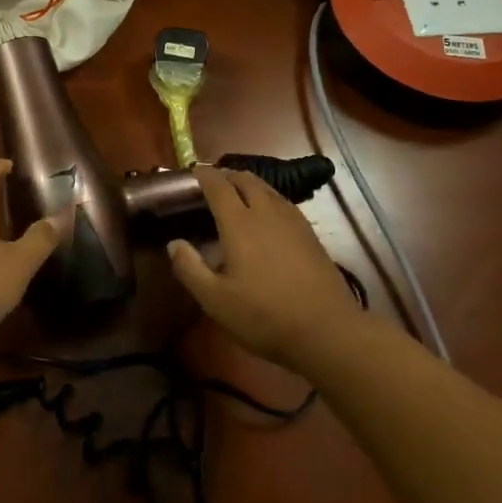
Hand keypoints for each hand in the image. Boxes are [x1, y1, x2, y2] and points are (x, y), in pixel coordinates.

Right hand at [167, 166, 364, 371]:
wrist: (327, 331)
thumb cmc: (264, 316)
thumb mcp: (215, 300)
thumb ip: (190, 268)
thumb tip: (174, 243)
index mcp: (239, 224)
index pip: (218, 186)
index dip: (204, 175)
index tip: (192, 171)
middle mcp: (265, 213)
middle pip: (246, 180)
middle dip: (227, 175)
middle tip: (213, 181)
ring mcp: (292, 222)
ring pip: (268, 188)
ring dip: (249, 183)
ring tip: (238, 190)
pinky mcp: (310, 235)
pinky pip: (283, 202)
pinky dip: (268, 197)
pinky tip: (268, 213)